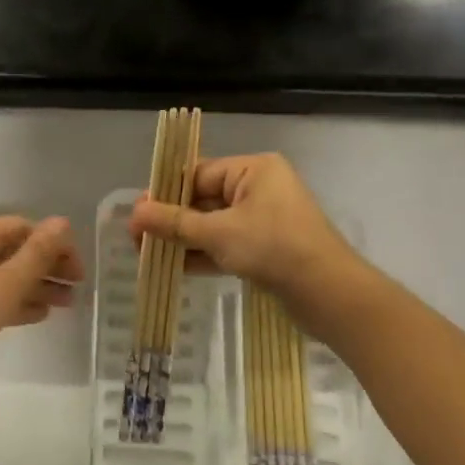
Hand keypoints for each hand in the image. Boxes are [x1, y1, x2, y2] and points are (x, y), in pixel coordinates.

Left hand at [0, 216, 83, 383]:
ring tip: (68, 303)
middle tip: (78, 286)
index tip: (78, 267)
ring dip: (37, 284)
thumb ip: (36, 254)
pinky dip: (17, 299)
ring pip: (6, 274)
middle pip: (15, 249)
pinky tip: (41, 314)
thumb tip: (62, 222)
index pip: (23, 226)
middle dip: (48, 265)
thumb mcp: (5, 285)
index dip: (53, 242)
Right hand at [129, 152, 352, 294]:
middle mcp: (260, 187)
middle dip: (171, 219)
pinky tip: (174, 267)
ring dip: (183, 239)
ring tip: (147, 254)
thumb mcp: (218, 233)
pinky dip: (203, 254)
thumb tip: (134, 214)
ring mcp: (265, 220)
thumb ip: (174, 223)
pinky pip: (227, 244)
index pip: (198, 173)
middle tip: (137, 238)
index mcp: (254, 169)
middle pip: (204, 198)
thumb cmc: (274, 248)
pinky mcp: (267, 248)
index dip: (165, 192)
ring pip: (213, 224)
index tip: (137, 212)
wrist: (330, 295)